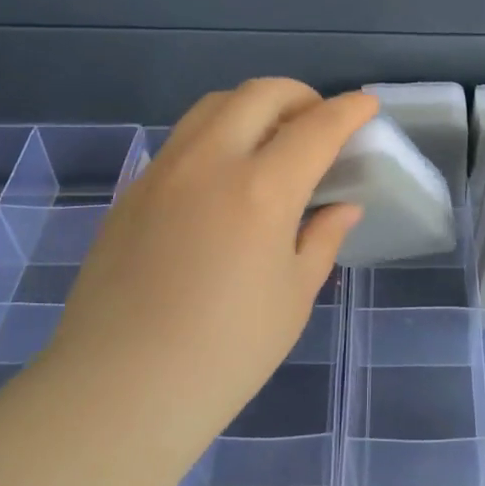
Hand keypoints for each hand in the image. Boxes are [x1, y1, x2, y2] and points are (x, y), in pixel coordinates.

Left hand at [43, 79, 376, 441]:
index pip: (316, 127)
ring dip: (253, 106)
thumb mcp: (293, 298)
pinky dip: (217, 135)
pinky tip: (225, 178)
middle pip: (260, 93)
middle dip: (300, 94)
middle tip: (318, 121)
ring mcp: (164, 171)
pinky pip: (183, 139)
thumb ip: (322, 239)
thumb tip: (343, 207)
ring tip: (272, 140)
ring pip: (214, 106)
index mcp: (261, 190)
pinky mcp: (133, 190)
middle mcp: (210, 162)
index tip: (367, 105)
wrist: (118, 392)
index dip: (349, 110)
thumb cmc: (224, 354)